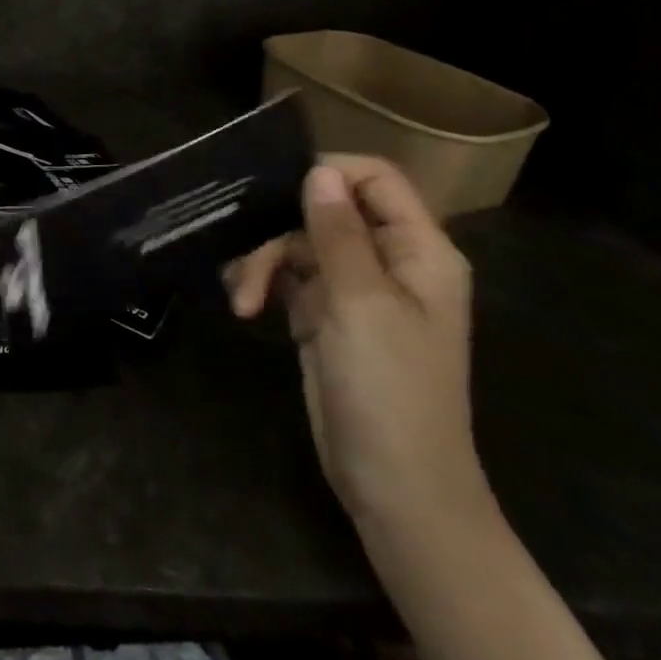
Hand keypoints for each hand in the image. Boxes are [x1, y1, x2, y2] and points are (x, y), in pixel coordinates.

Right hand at [226, 157, 491, 539]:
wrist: (394, 488)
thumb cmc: (391, 390)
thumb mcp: (362, 303)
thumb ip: (338, 232)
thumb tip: (318, 170)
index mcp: (419, 251)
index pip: (376, 179)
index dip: (329, 172)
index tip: (279, 189)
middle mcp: (389, 261)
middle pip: (326, 209)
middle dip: (280, 228)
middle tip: (246, 252)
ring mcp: (354, 289)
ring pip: (298, 242)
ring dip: (263, 262)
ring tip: (241, 298)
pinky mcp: (324, 314)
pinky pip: (286, 275)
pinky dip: (261, 283)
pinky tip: (242, 303)